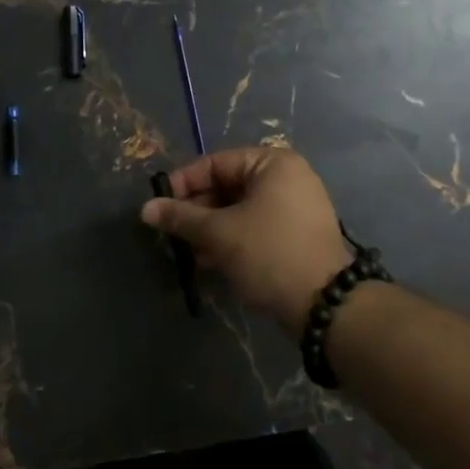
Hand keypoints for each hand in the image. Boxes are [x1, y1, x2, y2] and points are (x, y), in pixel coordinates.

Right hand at [140, 146, 353, 334]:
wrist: (324, 305)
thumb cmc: (269, 253)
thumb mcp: (219, 233)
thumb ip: (181, 217)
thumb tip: (145, 209)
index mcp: (273, 164)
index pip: (216, 163)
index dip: (183, 182)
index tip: (159, 204)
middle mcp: (287, 178)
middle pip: (227, 186)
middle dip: (196, 210)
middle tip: (170, 231)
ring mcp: (294, 208)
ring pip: (239, 210)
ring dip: (210, 229)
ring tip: (186, 250)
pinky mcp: (295, 236)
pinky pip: (254, 228)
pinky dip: (231, 240)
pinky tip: (208, 261)